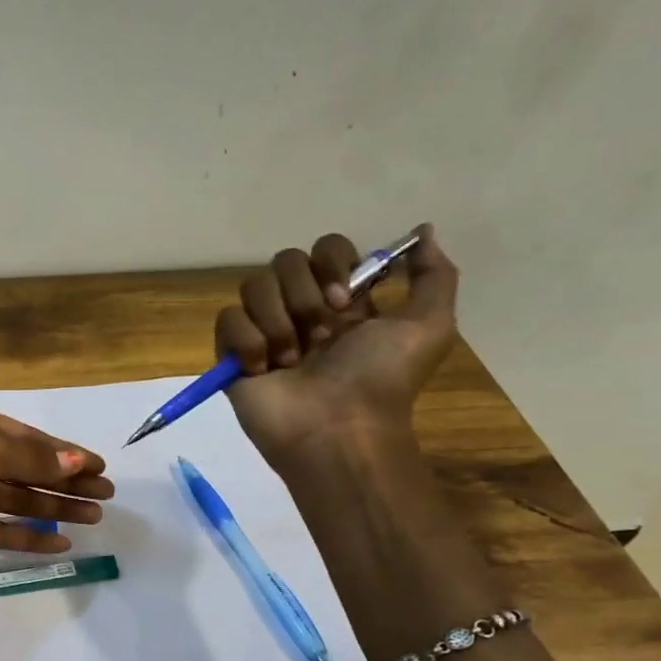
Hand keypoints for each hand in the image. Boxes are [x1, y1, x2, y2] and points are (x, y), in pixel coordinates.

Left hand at [0, 396, 114, 596]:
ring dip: (51, 507)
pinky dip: (24, 534)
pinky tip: (58, 544)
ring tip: (92, 517)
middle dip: (63, 481)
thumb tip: (79, 463)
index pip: (24, 437)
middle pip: (23, 467)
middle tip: (105, 496)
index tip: (99, 467)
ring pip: (12, 497)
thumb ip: (32, 459)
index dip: (63, 452)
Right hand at [216, 223, 458, 469]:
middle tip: (320, 337)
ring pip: (254, 287)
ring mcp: (264, 331)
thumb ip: (433, 275)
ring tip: (291, 360)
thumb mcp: (429, 326)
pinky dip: (247, 341)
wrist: (338, 428)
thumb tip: (423, 231)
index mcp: (342, 301)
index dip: (332, 265)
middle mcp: (300, 310)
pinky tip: (264, 369)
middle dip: (304, 296)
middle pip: (285, 261)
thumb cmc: (381, 379)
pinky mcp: (232, 354)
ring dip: (278, 322)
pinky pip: (227, 319)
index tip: (345, 301)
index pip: (324, 249)